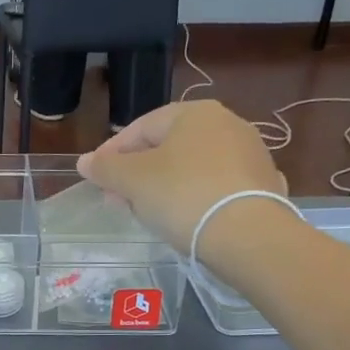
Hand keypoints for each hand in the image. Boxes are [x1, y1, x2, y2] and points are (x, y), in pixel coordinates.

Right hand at [78, 102, 287, 250]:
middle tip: (117, 199)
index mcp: (195, 113)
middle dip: (138, 172)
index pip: (141, 127)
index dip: (112, 152)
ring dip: (165, 186)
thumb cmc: (182, 195)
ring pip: (192, 168)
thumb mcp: (132, 180)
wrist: (248, 236)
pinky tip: (183, 220)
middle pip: (168, 147)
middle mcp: (227, 125)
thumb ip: (105, 168)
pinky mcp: (263, 187)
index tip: (96, 178)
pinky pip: (216, 188)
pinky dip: (195, 199)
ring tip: (147, 212)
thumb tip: (85, 162)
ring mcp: (250, 155)